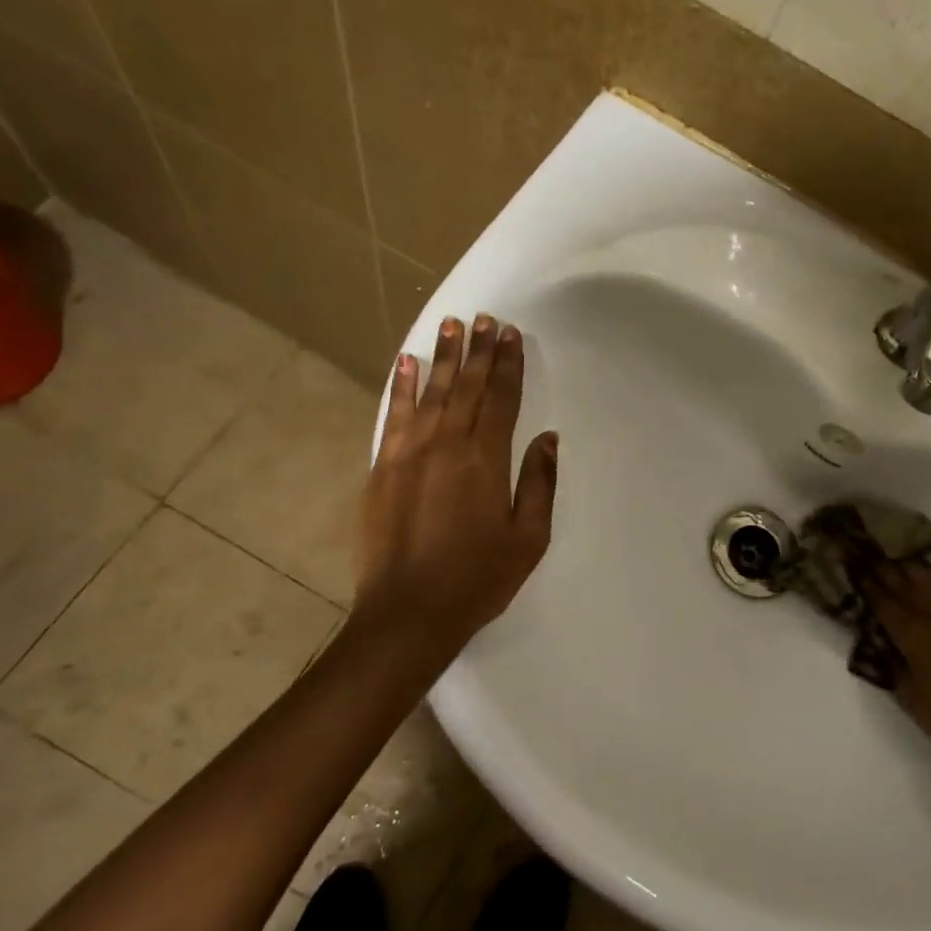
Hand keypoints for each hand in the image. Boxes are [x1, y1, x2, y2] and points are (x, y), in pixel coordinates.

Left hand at [354, 313, 557, 655]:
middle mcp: (447, 444)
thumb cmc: (478, 578)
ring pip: (431, 392)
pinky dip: (401, 385)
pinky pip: (394, 414)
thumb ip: (539, 483)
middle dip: (479, 350)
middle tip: (484, 319)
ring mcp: (409, 452)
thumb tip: (547, 437)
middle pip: (468, 386)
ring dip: (443, 357)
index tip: (511, 334)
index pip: (502, 398)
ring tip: (450, 325)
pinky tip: (406, 362)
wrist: (408, 612)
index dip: (509, 364)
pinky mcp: (383, 466)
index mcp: (486, 460)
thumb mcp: (528, 538)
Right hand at [862, 548, 930, 769]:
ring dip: (911, 562)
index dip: (865, 582)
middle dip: (882, 566)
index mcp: (913, 638)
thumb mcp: (912, 700)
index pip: (883, 603)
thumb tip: (884, 644)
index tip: (851, 562)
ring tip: (894, 546)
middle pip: (904, 585)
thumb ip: (894, 667)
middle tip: (865, 547)